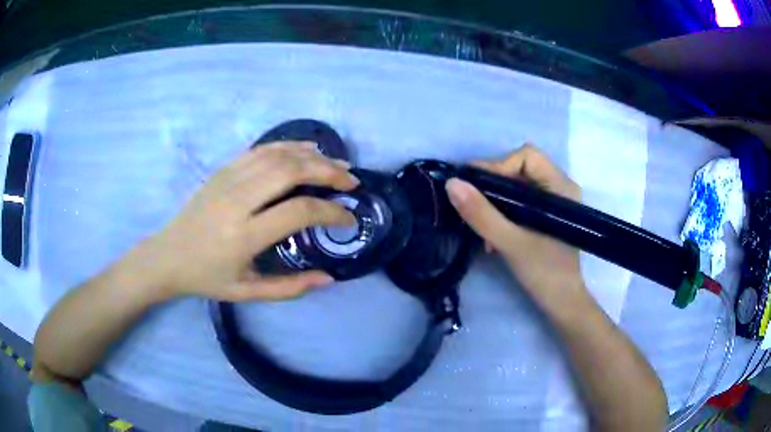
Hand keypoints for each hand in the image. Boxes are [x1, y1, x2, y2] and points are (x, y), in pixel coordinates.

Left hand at [140, 141, 358, 301]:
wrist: (168, 255)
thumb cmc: (207, 278)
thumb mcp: (248, 293)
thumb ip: (290, 288)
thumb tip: (328, 278)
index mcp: (244, 235)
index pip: (298, 211)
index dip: (331, 211)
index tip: (348, 218)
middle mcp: (238, 200)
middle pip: (291, 171)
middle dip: (328, 171)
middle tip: (351, 181)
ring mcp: (228, 179)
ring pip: (278, 155)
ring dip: (313, 156)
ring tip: (337, 164)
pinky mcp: (223, 169)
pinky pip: (262, 149)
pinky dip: (289, 146)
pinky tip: (307, 150)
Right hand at [445, 144, 584, 303]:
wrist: (562, 303)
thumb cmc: (545, 272)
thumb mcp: (510, 243)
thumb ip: (481, 214)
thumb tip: (451, 183)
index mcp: (560, 187)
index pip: (526, 156)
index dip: (498, 166)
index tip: (473, 188)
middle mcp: (559, 187)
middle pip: (519, 169)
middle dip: (493, 187)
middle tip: (471, 205)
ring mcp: (553, 202)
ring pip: (516, 186)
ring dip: (495, 203)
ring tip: (482, 229)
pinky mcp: (545, 216)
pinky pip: (519, 202)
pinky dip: (502, 213)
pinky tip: (492, 237)